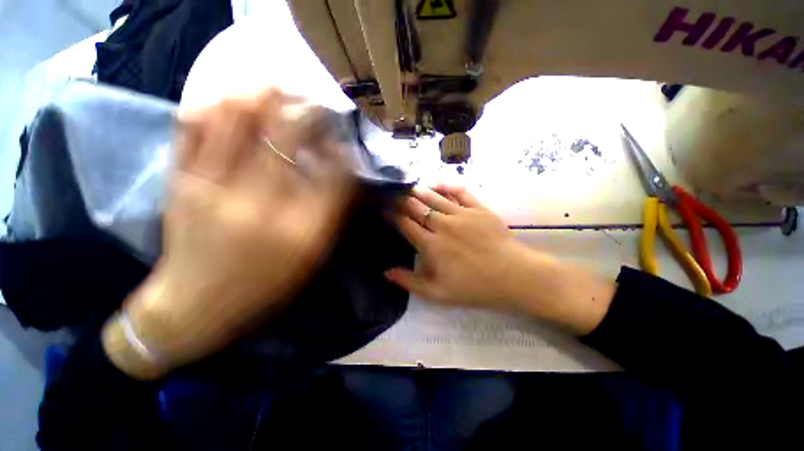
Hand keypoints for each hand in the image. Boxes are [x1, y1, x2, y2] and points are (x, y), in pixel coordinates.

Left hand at [104, 90, 354, 377]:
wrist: (191, 306)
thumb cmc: (262, 286)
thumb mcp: (309, 257)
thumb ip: (327, 214)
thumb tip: (337, 172)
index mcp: (298, 230)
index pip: (332, 175)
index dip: (341, 149)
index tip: (343, 138)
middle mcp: (259, 204)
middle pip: (288, 139)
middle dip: (307, 113)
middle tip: (315, 102)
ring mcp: (212, 188)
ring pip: (238, 121)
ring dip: (262, 97)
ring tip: (278, 88)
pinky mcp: (179, 182)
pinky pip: (194, 129)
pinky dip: (215, 105)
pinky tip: (233, 97)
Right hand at [385, 185, 532, 309]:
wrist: (513, 276)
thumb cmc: (474, 287)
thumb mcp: (437, 293)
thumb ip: (410, 282)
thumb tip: (386, 272)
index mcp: (431, 245)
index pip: (405, 224)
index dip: (393, 216)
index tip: (385, 211)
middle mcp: (442, 225)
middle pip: (417, 207)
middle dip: (402, 200)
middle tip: (394, 196)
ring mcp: (461, 214)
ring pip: (434, 197)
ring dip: (419, 191)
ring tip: (409, 187)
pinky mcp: (478, 209)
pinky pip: (460, 192)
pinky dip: (447, 186)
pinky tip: (437, 183)